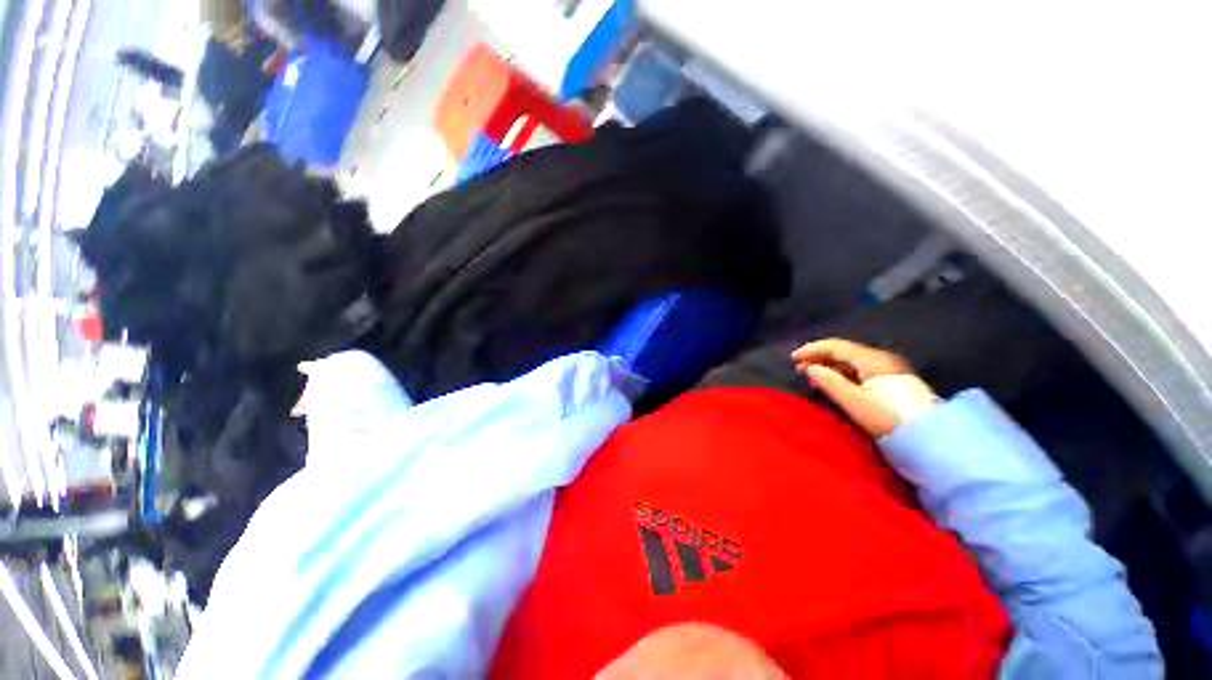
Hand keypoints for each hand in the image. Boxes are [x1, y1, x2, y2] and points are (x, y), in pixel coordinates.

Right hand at [791, 338, 935, 436]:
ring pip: (851, 359)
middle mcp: (881, 358)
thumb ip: (830, 383)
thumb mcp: (856, 403)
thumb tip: (809, 369)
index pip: (835, 346)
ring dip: (829, 364)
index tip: (792, 359)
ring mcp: (889, 368)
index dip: (812, 349)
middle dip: (819, 356)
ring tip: (812, 375)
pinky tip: (834, 381)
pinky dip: (841, 371)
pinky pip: (859, 368)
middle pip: (843, 350)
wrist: (933, 438)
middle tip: (799, 368)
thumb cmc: (891, 418)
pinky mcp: (892, 380)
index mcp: (872, 360)